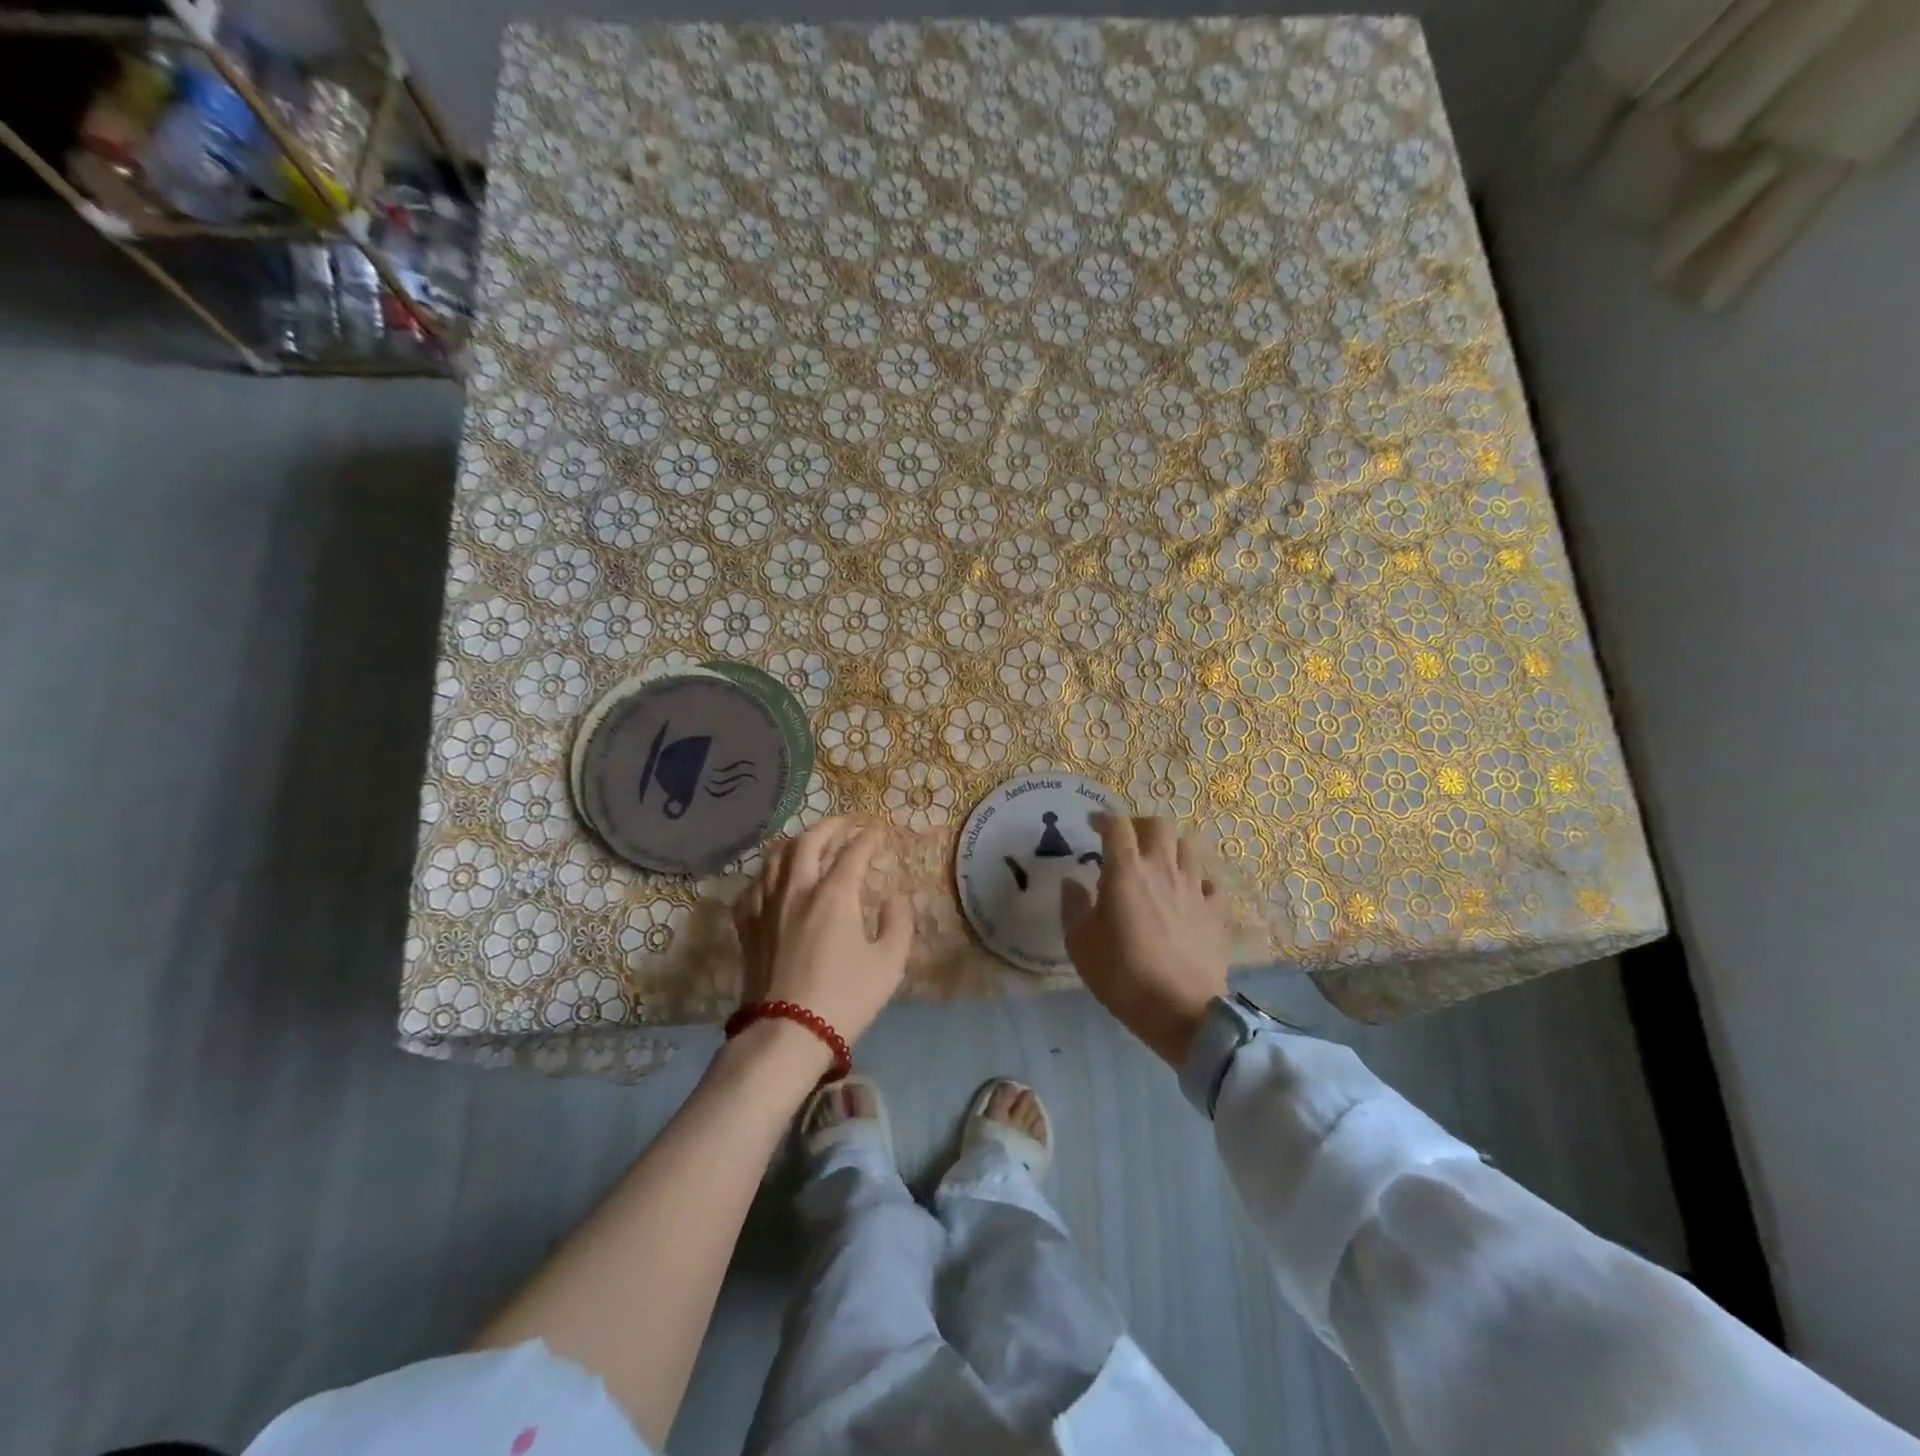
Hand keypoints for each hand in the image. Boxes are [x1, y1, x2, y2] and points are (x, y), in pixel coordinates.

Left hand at [733, 818, 913, 1047]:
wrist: (787, 1034)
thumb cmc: (845, 998)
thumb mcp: (889, 963)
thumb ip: (898, 923)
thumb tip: (895, 898)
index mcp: (834, 894)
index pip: (853, 852)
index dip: (868, 837)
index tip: (878, 831)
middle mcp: (797, 889)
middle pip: (809, 842)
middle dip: (830, 826)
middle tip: (845, 824)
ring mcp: (767, 906)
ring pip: (776, 857)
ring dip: (797, 842)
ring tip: (810, 842)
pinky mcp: (748, 926)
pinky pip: (753, 887)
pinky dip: (767, 874)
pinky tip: (773, 880)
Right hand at [1060, 814, 1229, 1067]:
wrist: (1181, 1012)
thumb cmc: (1122, 975)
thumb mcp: (1080, 944)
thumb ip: (1073, 907)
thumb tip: (1072, 883)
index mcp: (1126, 871)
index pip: (1117, 825)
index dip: (1103, 818)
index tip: (1093, 825)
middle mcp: (1163, 869)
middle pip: (1159, 825)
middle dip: (1140, 825)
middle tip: (1128, 841)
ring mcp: (1194, 888)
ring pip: (1189, 846)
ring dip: (1171, 847)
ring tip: (1159, 862)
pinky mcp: (1216, 911)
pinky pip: (1210, 882)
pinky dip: (1197, 880)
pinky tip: (1187, 894)